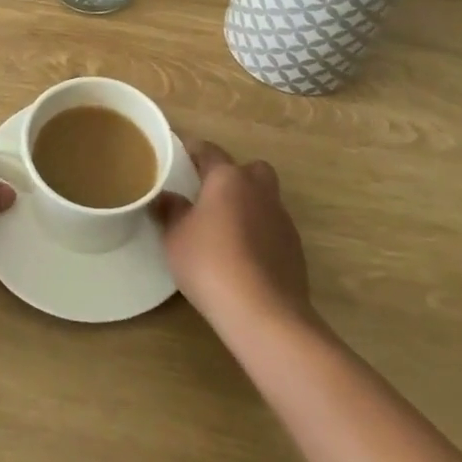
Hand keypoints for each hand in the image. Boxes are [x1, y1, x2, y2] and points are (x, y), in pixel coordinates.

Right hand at [156, 140, 310, 331]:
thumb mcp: (176, 237)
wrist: (264, 312)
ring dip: (248, 205)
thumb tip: (166, 197)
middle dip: (233, 175)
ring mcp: (281, 218)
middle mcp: (259, 190)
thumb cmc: (211, 264)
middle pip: (249, 169)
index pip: (209, 151)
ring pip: (265, 198)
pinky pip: (273, 227)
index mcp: (228, 178)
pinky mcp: (295, 248)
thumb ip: (171, 211)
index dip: (193, 149)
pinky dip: (259, 232)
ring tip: (225, 228)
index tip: (180, 152)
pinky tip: (244, 255)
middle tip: (210, 193)